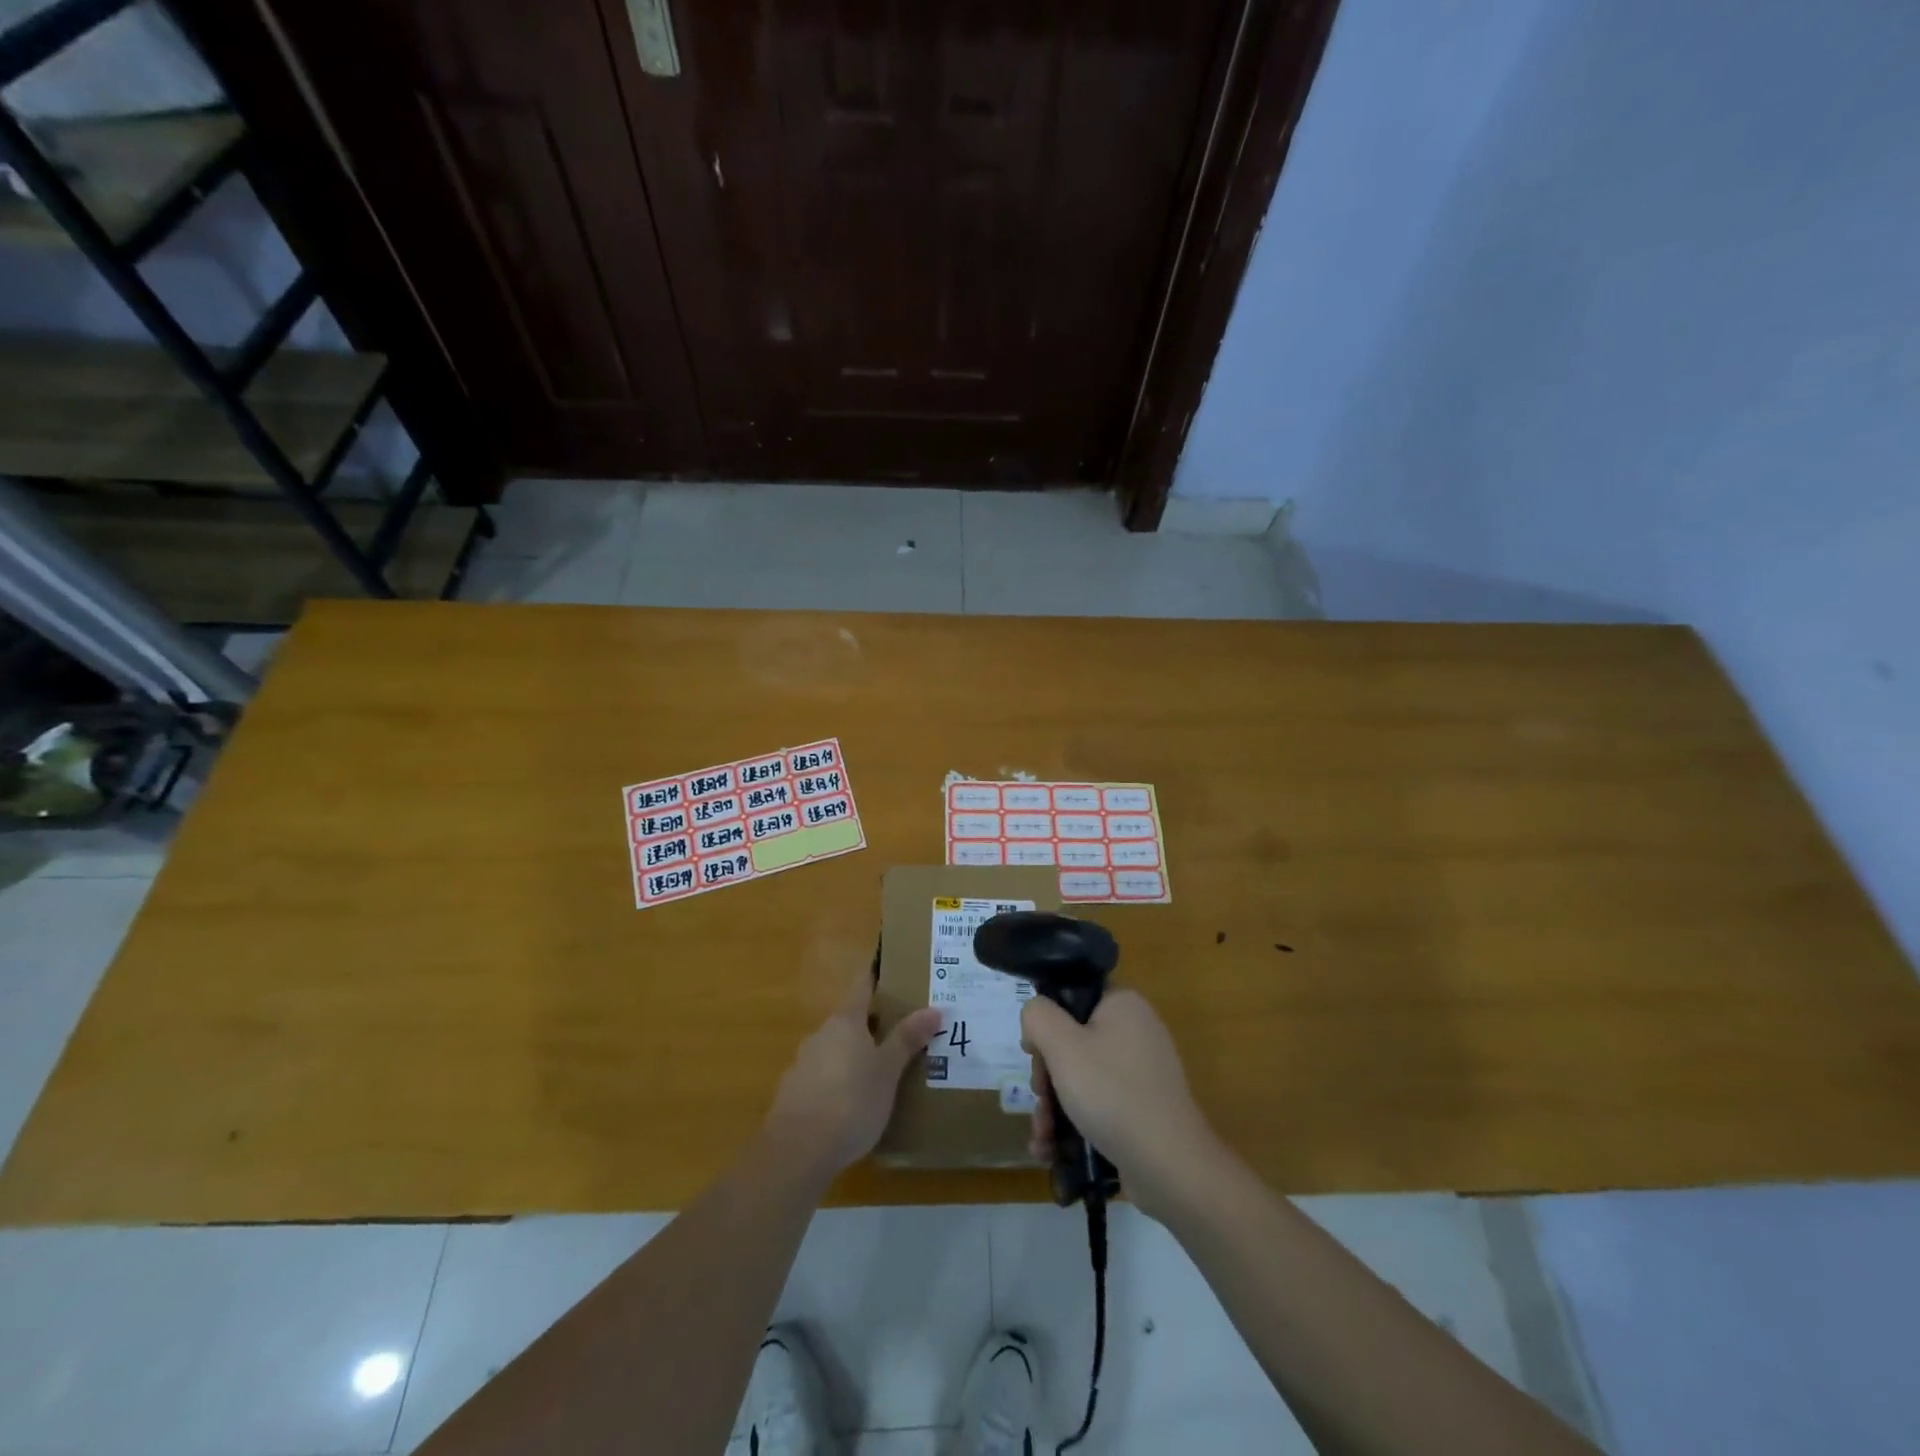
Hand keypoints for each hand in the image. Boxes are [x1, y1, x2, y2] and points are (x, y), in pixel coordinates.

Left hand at [765, 968, 942, 1178]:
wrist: (797, 1151)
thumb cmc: (850, 1102)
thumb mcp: (887, 1072)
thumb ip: (907, 1040)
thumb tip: (934, 1009)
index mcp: (845, 1022)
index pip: (862, 986)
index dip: (876, 975)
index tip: (890, 965)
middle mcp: (821, 1035)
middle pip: (850, 1020)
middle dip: (873, 1024)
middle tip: (901, 1030)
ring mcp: (803, 1064)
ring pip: (835, 1049)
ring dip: (855, 1055)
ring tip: (881, 1072)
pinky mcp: (793, 1094)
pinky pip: (823, 1077)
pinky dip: (839, 1081)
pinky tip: (853, 1104)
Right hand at [1021, 989, 1217, 1218]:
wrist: (1169, 1166)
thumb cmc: (1112, 1094)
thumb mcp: (1062, 1046)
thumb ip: (1038, 1016)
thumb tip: (1035, 1016)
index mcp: (1123, 1005)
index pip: (1072, 997)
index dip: (1047, 1022)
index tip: (1033, 1053)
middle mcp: (1136, 1031)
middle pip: (1072, 1042)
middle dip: (1046, 1076)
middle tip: (1039, 1098)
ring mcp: (1141, 1073)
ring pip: (1081, 1077)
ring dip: (1054, 1106)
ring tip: (1042, 1137)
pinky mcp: (1142, 1109)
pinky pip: (1098, 1104)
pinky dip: (1073, 1123)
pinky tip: (1052, 1150)